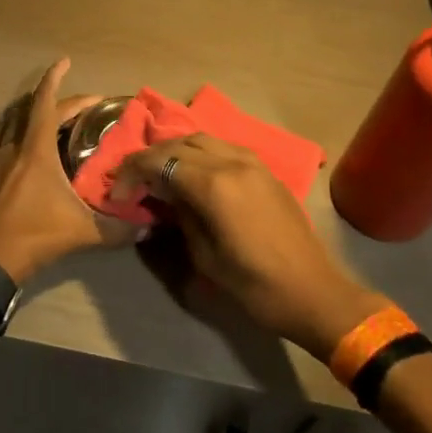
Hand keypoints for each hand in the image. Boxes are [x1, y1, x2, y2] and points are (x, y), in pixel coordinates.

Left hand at [0, 59, 143, 284]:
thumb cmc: (33, 238)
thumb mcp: (81, 233)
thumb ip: (117, 229)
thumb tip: (148, 227)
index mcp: (35, 150)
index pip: (46, 103)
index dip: (55, 78)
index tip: (64, 62)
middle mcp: (11, 146)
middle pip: (31, 109)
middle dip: (55, 98)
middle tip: (80, 104)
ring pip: (9, 121)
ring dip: (30, 112)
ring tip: (50, 116)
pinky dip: (11, 130)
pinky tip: (17, 142)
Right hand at [113, 134, 387, 360]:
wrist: (315, 293)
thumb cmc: (255, 286)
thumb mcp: (205, 256)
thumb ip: (181, 215)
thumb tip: (165, 195)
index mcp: (214, 184)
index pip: (160, 161)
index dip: (132, 173)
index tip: (117, 193)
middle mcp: (232, 162)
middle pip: (179, 143)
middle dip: (151, 156)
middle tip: (132, 179)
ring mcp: (252, 162)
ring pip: (202, 139)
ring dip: (175, 150)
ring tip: (159, 172)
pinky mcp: (265, 170)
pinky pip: (223, 148)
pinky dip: (200, 153)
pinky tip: (192, 173)